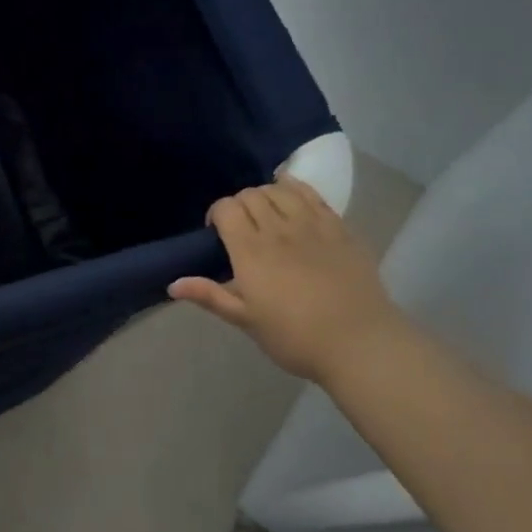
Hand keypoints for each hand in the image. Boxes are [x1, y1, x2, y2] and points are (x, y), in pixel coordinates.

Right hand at [169, 177, 406, 384]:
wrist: (359, 342)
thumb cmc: (294, 337)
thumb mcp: (246, 320)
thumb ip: (210, 296)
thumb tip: (173, 284)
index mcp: (250, 251)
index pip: (226, 208)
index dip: (216, 213)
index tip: (216, 233)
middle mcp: (278, 229)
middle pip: (251, 195)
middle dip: (239, 204)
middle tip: (241, 227)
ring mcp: (312, 225)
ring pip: (280, 189)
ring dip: (266, 194)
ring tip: (267, 213)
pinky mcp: (339, 227)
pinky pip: (313, 194)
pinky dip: (296, 189)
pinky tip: (293, 197)